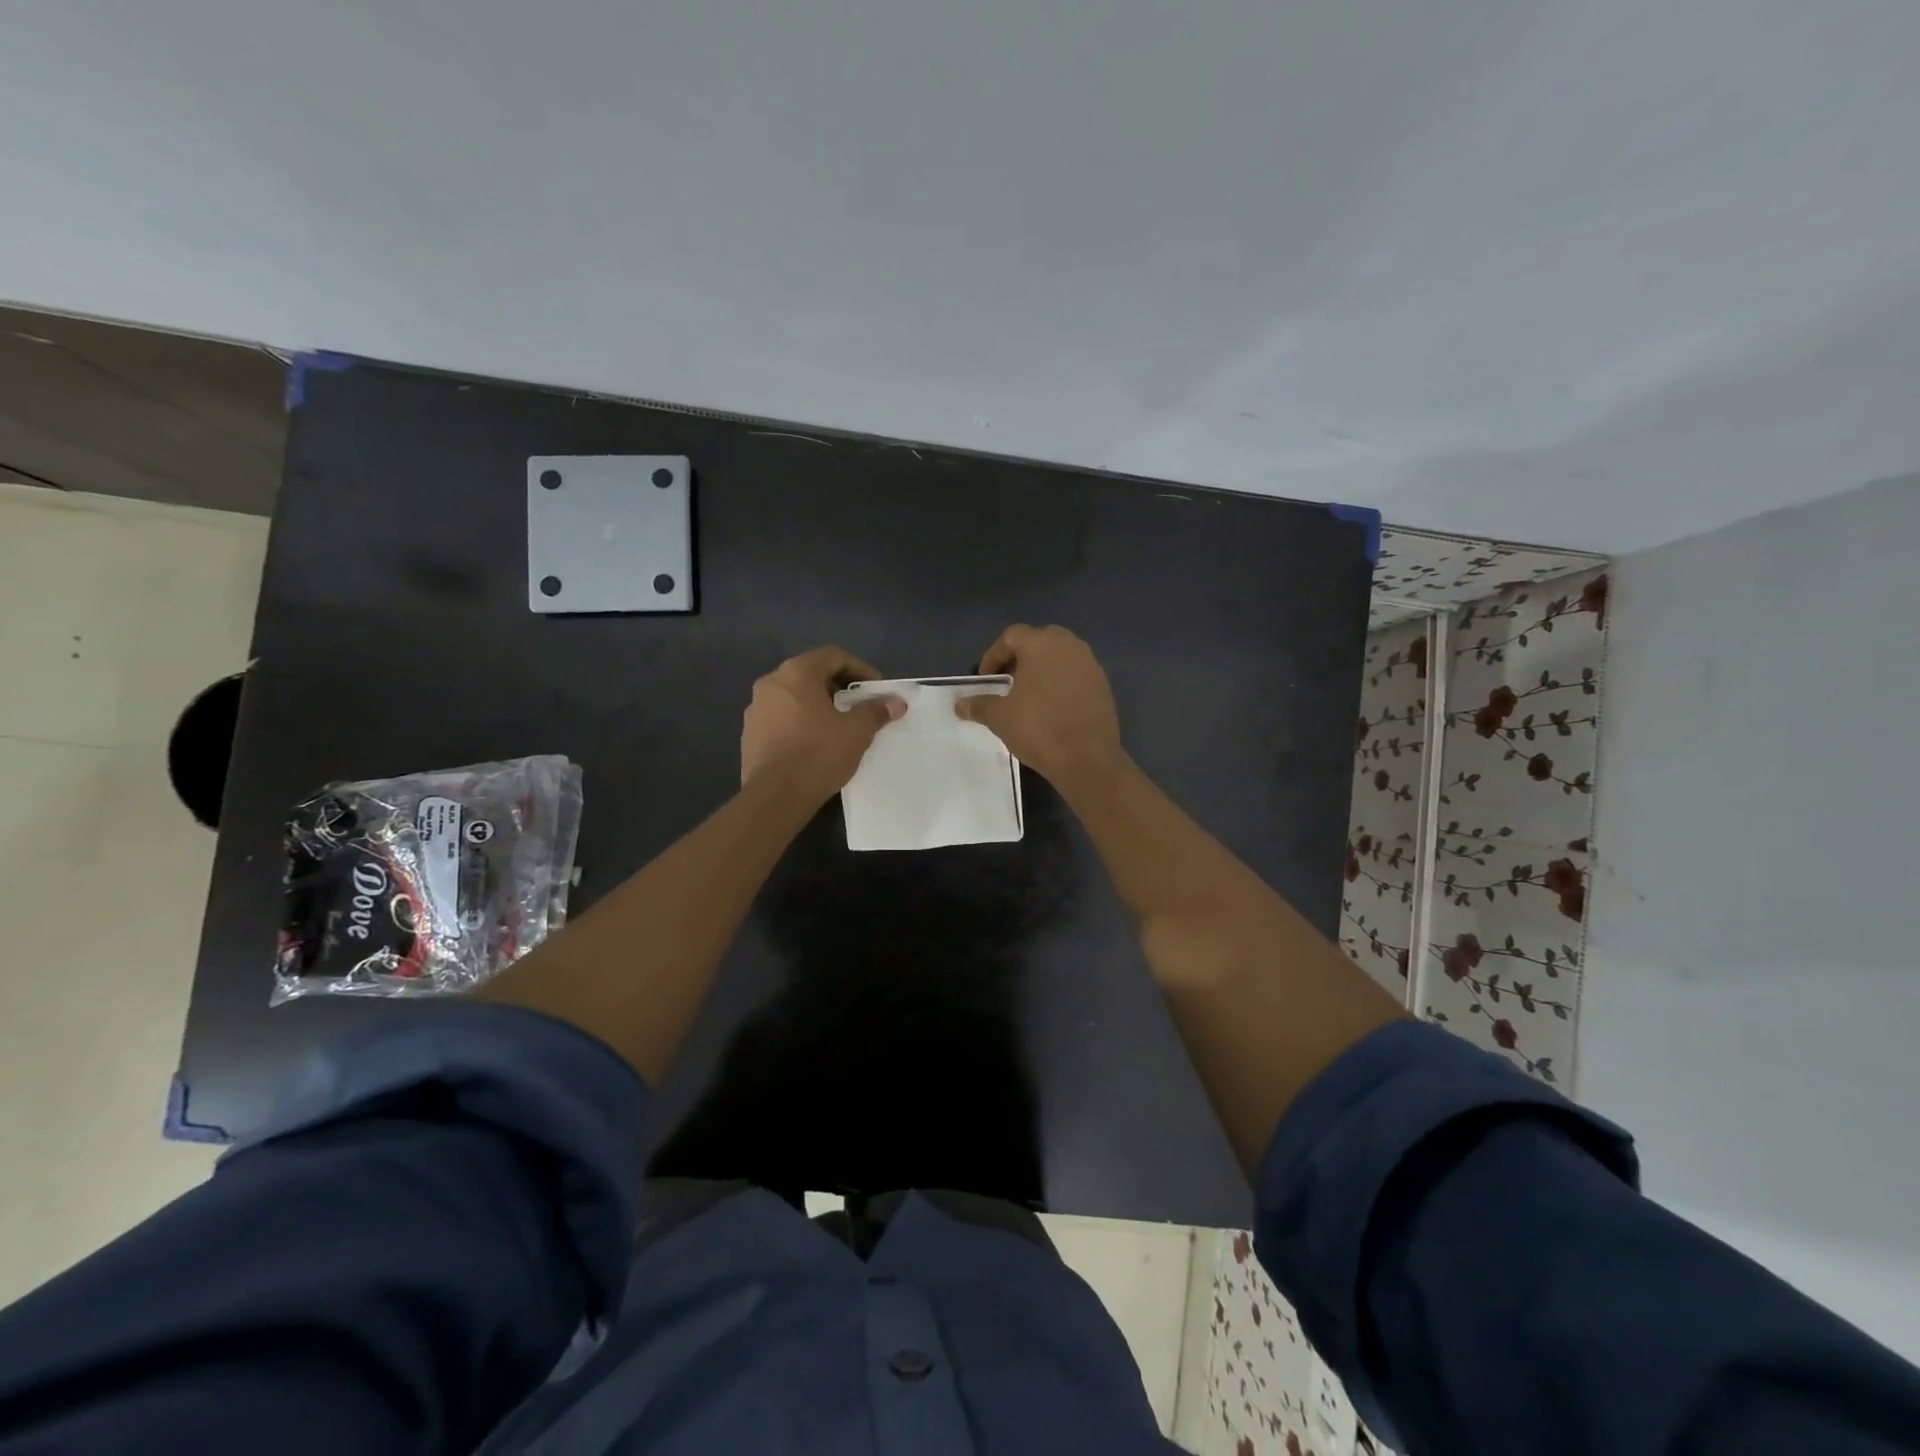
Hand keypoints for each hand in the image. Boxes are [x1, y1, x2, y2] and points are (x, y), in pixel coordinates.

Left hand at [740, 646, 903, 804]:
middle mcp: (771, 683)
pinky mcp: (750, 734)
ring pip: (794, 697)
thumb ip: (875, 711)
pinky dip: (801, 723)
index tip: (876, 690)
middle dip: (839, 688)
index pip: (833, 656)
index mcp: (796, 673)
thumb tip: (896, 702)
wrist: (775, 797)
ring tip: (839, 727)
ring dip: (818, 706)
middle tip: (859, 707)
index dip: (860, 669)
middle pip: (811, 674)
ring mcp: (756, 709)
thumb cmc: (819, 754)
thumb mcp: (856, 732)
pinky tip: (815, 745)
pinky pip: (781, 718)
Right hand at [956, 625, 1121, 786]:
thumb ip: (978, 705)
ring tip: (1029, 697)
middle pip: (1038, 642)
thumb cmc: (1037, 728)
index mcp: (1042, 644)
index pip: (1011, 636)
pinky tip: (1052, 709)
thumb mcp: (999, 717)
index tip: (986, 679)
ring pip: (1060, 658)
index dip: (993, 656)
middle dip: (1019, 659)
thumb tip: (959, 705)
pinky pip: (1076, 676)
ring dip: (1042, 671)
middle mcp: (1069, 646)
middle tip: (1007, 683)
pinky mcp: (1104, 686)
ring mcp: (1091, 665)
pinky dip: (1061, 685)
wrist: (1086, 758)